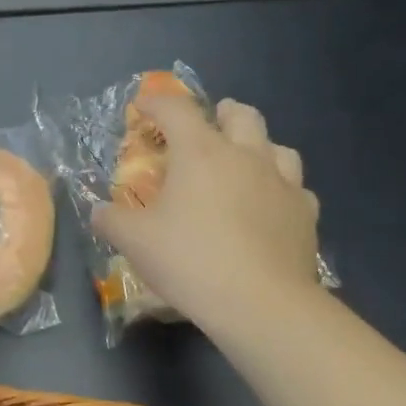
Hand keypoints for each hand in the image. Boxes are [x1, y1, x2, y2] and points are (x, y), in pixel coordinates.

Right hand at [91, 95, 322, 335]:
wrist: (260, 302)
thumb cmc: (190, 261)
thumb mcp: (134, 242)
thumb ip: (111, 220)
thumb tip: (99, 212)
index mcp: (201, 153)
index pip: (176, 110)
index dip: (156, 102)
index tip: (143, 105)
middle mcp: (246, 156)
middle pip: (241, 115)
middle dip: (222, 113)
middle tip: (210, 123)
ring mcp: (283, 183)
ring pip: (277, 147)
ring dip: (258, 147)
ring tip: (245, 162)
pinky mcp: (306, 214)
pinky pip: (295, 189)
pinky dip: (280, 189)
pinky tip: (270, 206)